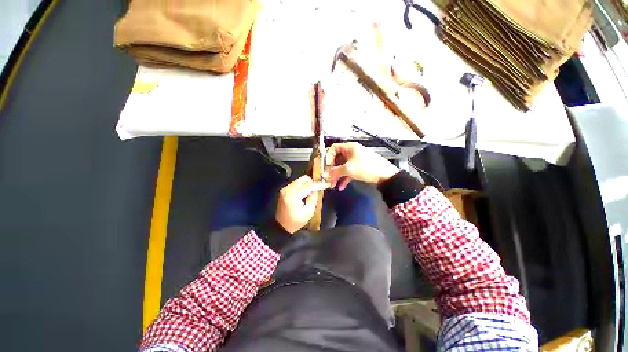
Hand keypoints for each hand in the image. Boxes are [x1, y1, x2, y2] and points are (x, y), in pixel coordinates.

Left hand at [276, 175, 329, 233]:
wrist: (281, 226)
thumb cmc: (296, 222)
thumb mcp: (309, 212)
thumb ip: (313, 198)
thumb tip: (316, 189)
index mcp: (293, 196)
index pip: (308, 186)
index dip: (318, 185)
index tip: (326, 184)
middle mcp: (287, 190)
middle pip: (303, 179)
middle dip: (312, 182)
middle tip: (317, 188)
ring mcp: (284, 189)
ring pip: (300, 180)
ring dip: (307, 184)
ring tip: (311, 192)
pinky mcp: (284, 190)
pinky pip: (296, 183)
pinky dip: (302, 186)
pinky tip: (305, 193)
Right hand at [326, 142, 399, 189]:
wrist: (385, 176)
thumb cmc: (366, 168)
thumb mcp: (349, 169)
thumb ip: (335, 171)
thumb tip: (326, 175)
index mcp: (349, 148)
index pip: (334, 148)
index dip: (328, 157)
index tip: (326, 167)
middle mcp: (351, 153)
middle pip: (337, 159)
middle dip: (331, 170)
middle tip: (327, 178)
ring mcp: (355, 161)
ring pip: (342, 167)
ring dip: (337, 176)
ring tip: (332, 185)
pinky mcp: (359, 169)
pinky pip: (348, 173)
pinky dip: (344, 179)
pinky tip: (340, 187)